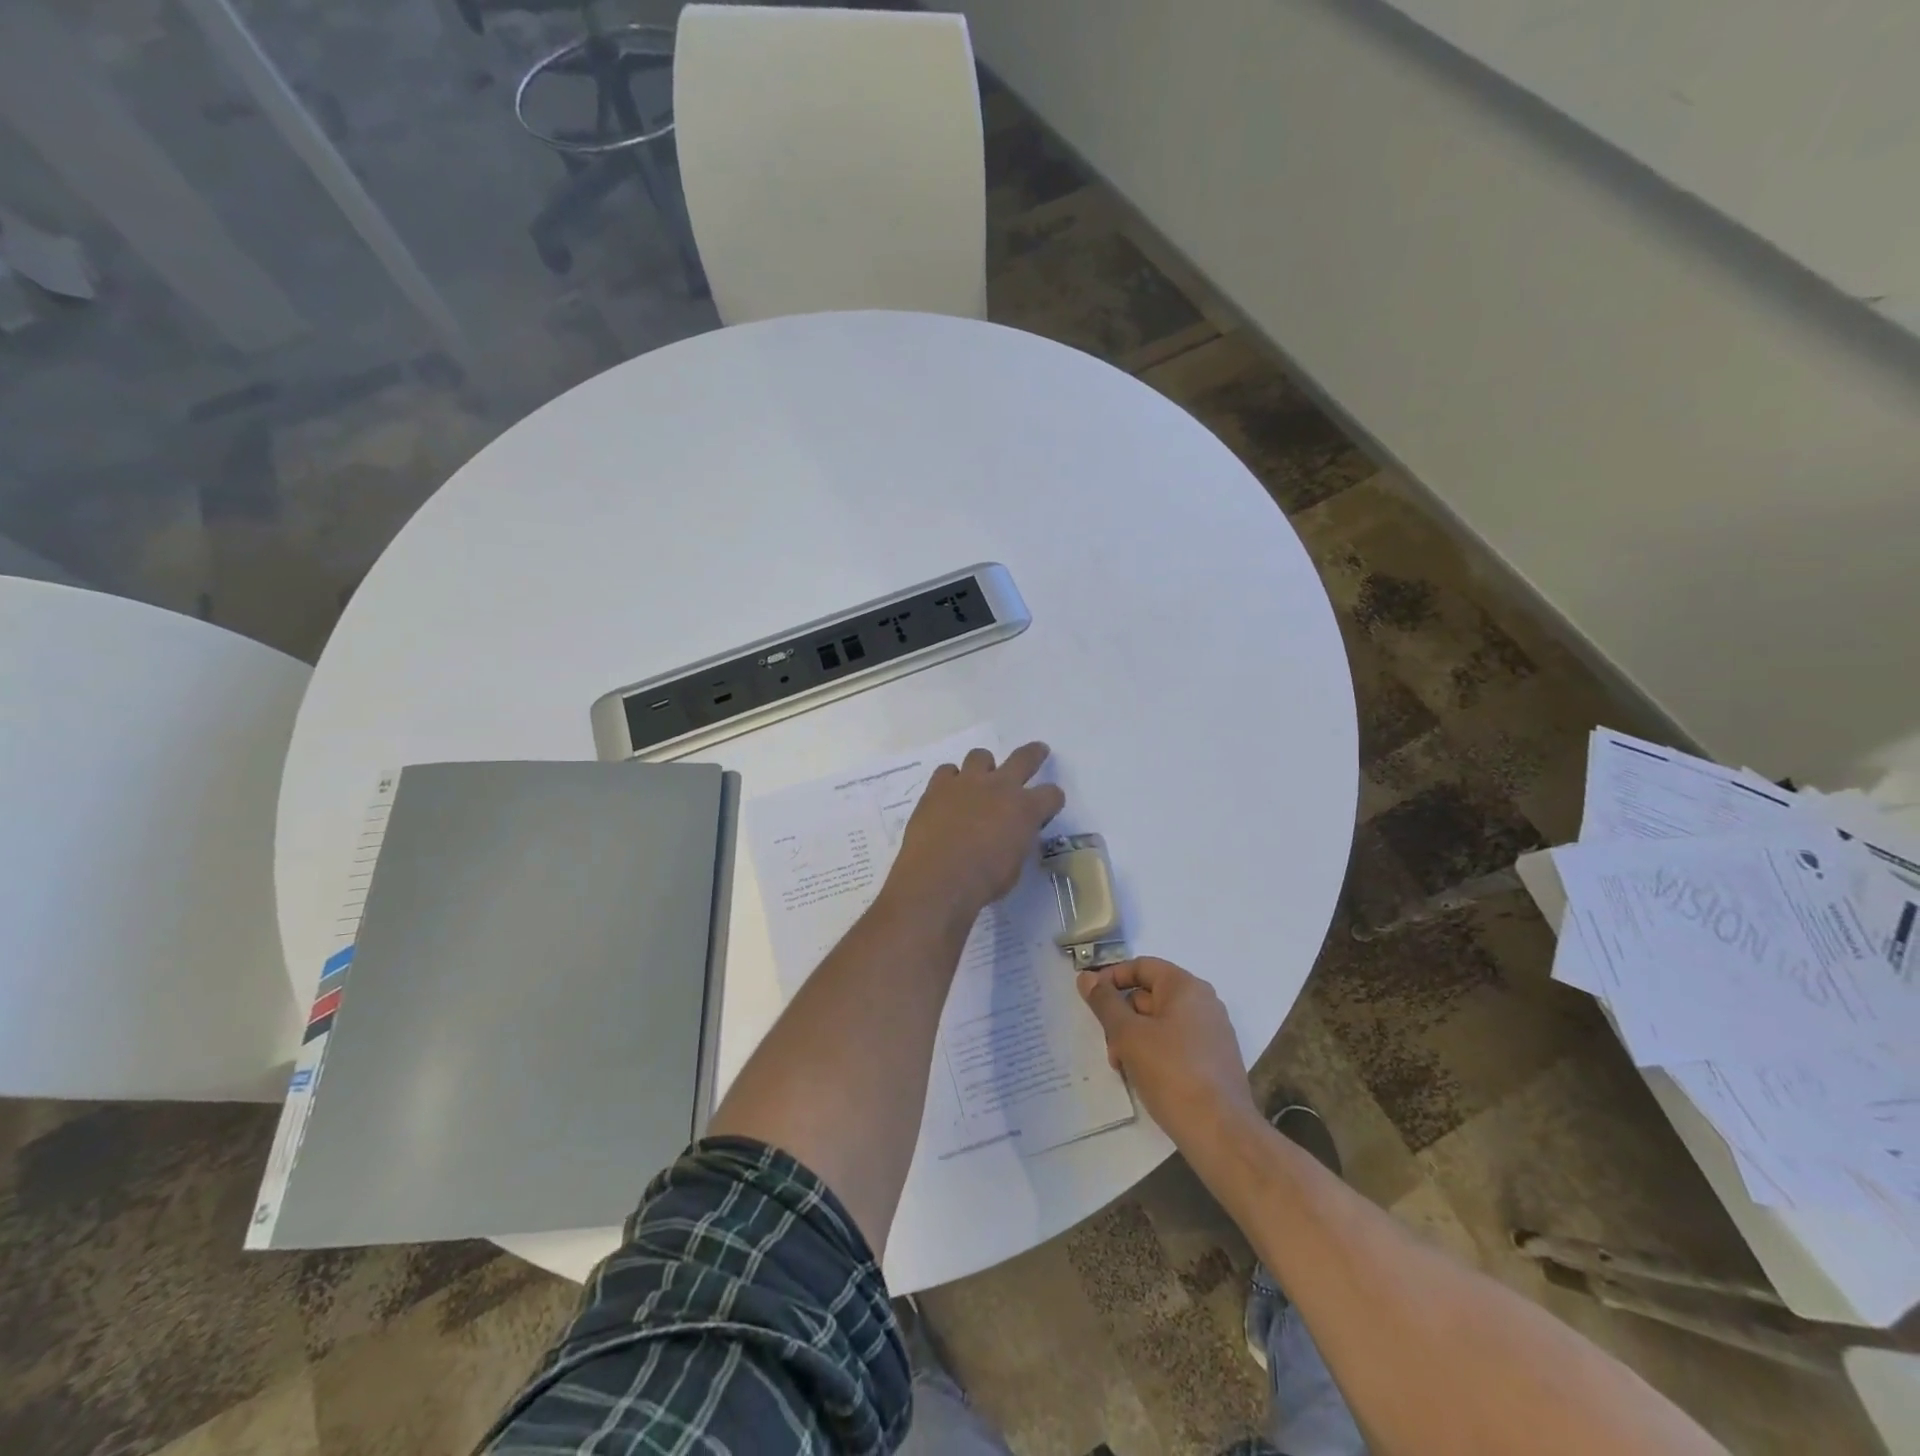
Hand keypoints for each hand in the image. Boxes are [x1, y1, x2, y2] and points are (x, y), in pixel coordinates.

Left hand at [885, 742, 1065, 923]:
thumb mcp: (1014, 867)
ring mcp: (967, 782)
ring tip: (980, 780)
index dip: (1052, 800)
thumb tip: (1012, 836)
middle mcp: (1000, 787)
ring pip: (981, 756)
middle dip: (1035, 754)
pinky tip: (948, 794)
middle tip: (1039, 751)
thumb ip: (1017, 843)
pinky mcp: (938, 787)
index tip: (1047, 808)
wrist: (937, 879)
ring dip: (984, 767)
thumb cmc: (982, 881)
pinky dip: (951, 780)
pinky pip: (947, 771)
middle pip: (1024, 758)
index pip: (1052, 794)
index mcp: (1025, 809)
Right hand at [1078, 958, 1259, 1144]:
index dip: (1112, 978)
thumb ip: (1105, 1003)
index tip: (1090, 1000)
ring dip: (1135, 1038)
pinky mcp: (1214, 1059)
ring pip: (1161, 1022)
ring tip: (1123, 1066)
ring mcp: (1211, 1032)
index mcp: (1185, 986)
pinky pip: (1176, 1042)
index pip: (1141, 967)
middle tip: (1108, 1044)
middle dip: (1122, 1016)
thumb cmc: (1171, 1073)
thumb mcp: (1128, 1035)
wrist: (1220, 1132)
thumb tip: (1086, 978)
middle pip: (1150, 995)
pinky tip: (1143, 1077)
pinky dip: (1154, 1052)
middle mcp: (1203, 1002)